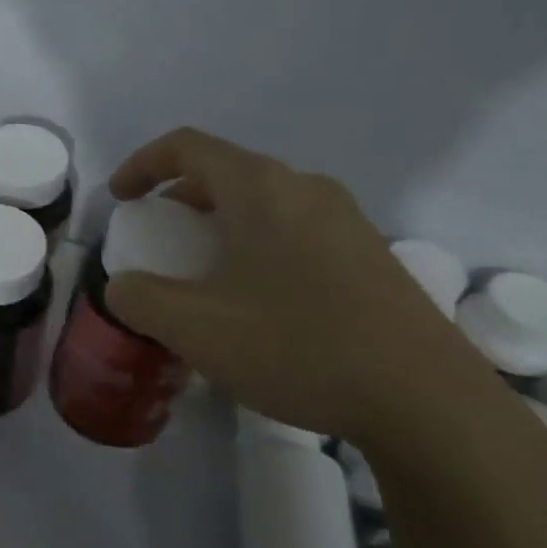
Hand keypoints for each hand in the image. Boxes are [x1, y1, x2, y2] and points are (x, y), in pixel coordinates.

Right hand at [105, 128, 505, 446]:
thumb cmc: (298, 348)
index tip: (120, 199)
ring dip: (222, 222)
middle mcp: (304, 187)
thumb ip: (141, 299)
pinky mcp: (371, 252)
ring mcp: (346, 218)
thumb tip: (122, 286)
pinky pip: (296, 227)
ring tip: (206, 271)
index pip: (186, 147)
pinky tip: (261, 299)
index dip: (142, 164)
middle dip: (181, 197)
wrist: (426, 400)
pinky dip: (259, 242)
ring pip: (264, 200)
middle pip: (226, 171)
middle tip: (160, 238)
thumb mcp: (197, 329)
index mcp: (260, 188)